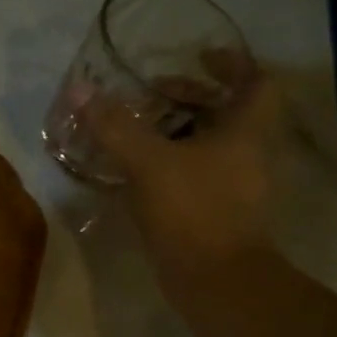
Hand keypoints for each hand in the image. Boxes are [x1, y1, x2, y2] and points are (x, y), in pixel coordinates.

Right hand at [81, 49, 282, 290]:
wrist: (216, 280)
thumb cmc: (193, 210)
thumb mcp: (148, 162)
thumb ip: (114, 126)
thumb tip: (79, 89)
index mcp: (247, 131)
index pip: (257, 81)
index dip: (231, 63)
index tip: (198, 56)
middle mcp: (249, 154)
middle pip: (230, 112)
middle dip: (194, 98)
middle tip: (154, 94)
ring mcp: (236, 187)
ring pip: (212, 145)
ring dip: (180, 132)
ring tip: (140, 130)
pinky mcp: (218, 213)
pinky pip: (197, 175)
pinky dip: (173, 165)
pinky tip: (139, 172)